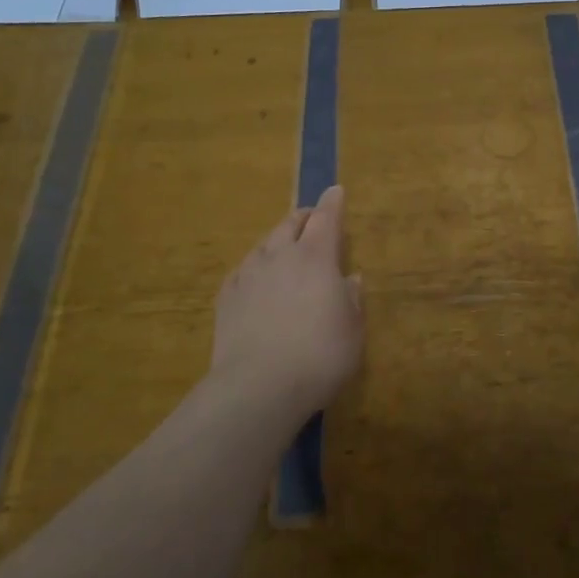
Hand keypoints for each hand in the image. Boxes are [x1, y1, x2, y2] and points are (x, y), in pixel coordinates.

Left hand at [212, 185, 361, 417]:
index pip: (326, 218)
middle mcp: (281, 256)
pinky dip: (254, 266)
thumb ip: (352, 300)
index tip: (336, 190)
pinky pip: (243, 270)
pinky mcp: (226, 299)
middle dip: (304, 216)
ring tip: (284, 245)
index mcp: (317, 257)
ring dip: (277, 239)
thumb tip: (350, 279)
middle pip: (291, 224)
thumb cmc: (319, 356)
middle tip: (312, 218)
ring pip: (264, 244)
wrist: (257, 387)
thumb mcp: (352, 331)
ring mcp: (249, 275)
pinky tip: (255, 277)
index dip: (333, 203)